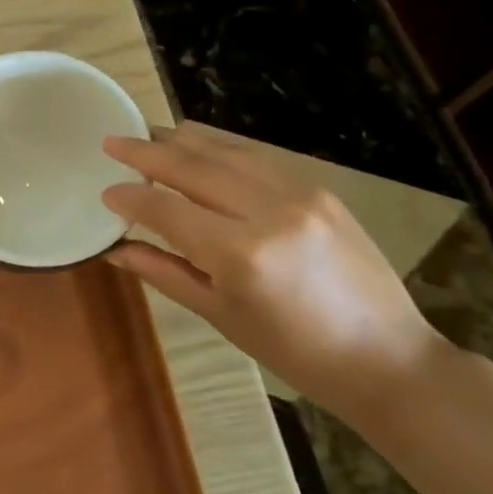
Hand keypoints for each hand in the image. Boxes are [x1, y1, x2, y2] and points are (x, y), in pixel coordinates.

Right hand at [100, 124, 445, 422]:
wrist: (386, 357)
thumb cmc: (294, 352)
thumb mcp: (220, 315)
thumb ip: (163, 272)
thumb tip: (115, 248)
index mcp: (239, 254)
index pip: (166, 210)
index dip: (130, 199)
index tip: (105, 192)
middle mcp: (267, 211)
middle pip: (191, 167)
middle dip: (145, 152)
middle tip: (112, 142)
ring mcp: (298, 193)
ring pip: (224, 149)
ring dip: (181, 141)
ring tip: (148, 136)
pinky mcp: (318, 188)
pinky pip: (255, 156)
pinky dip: (219, 148)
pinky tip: (199, 148)